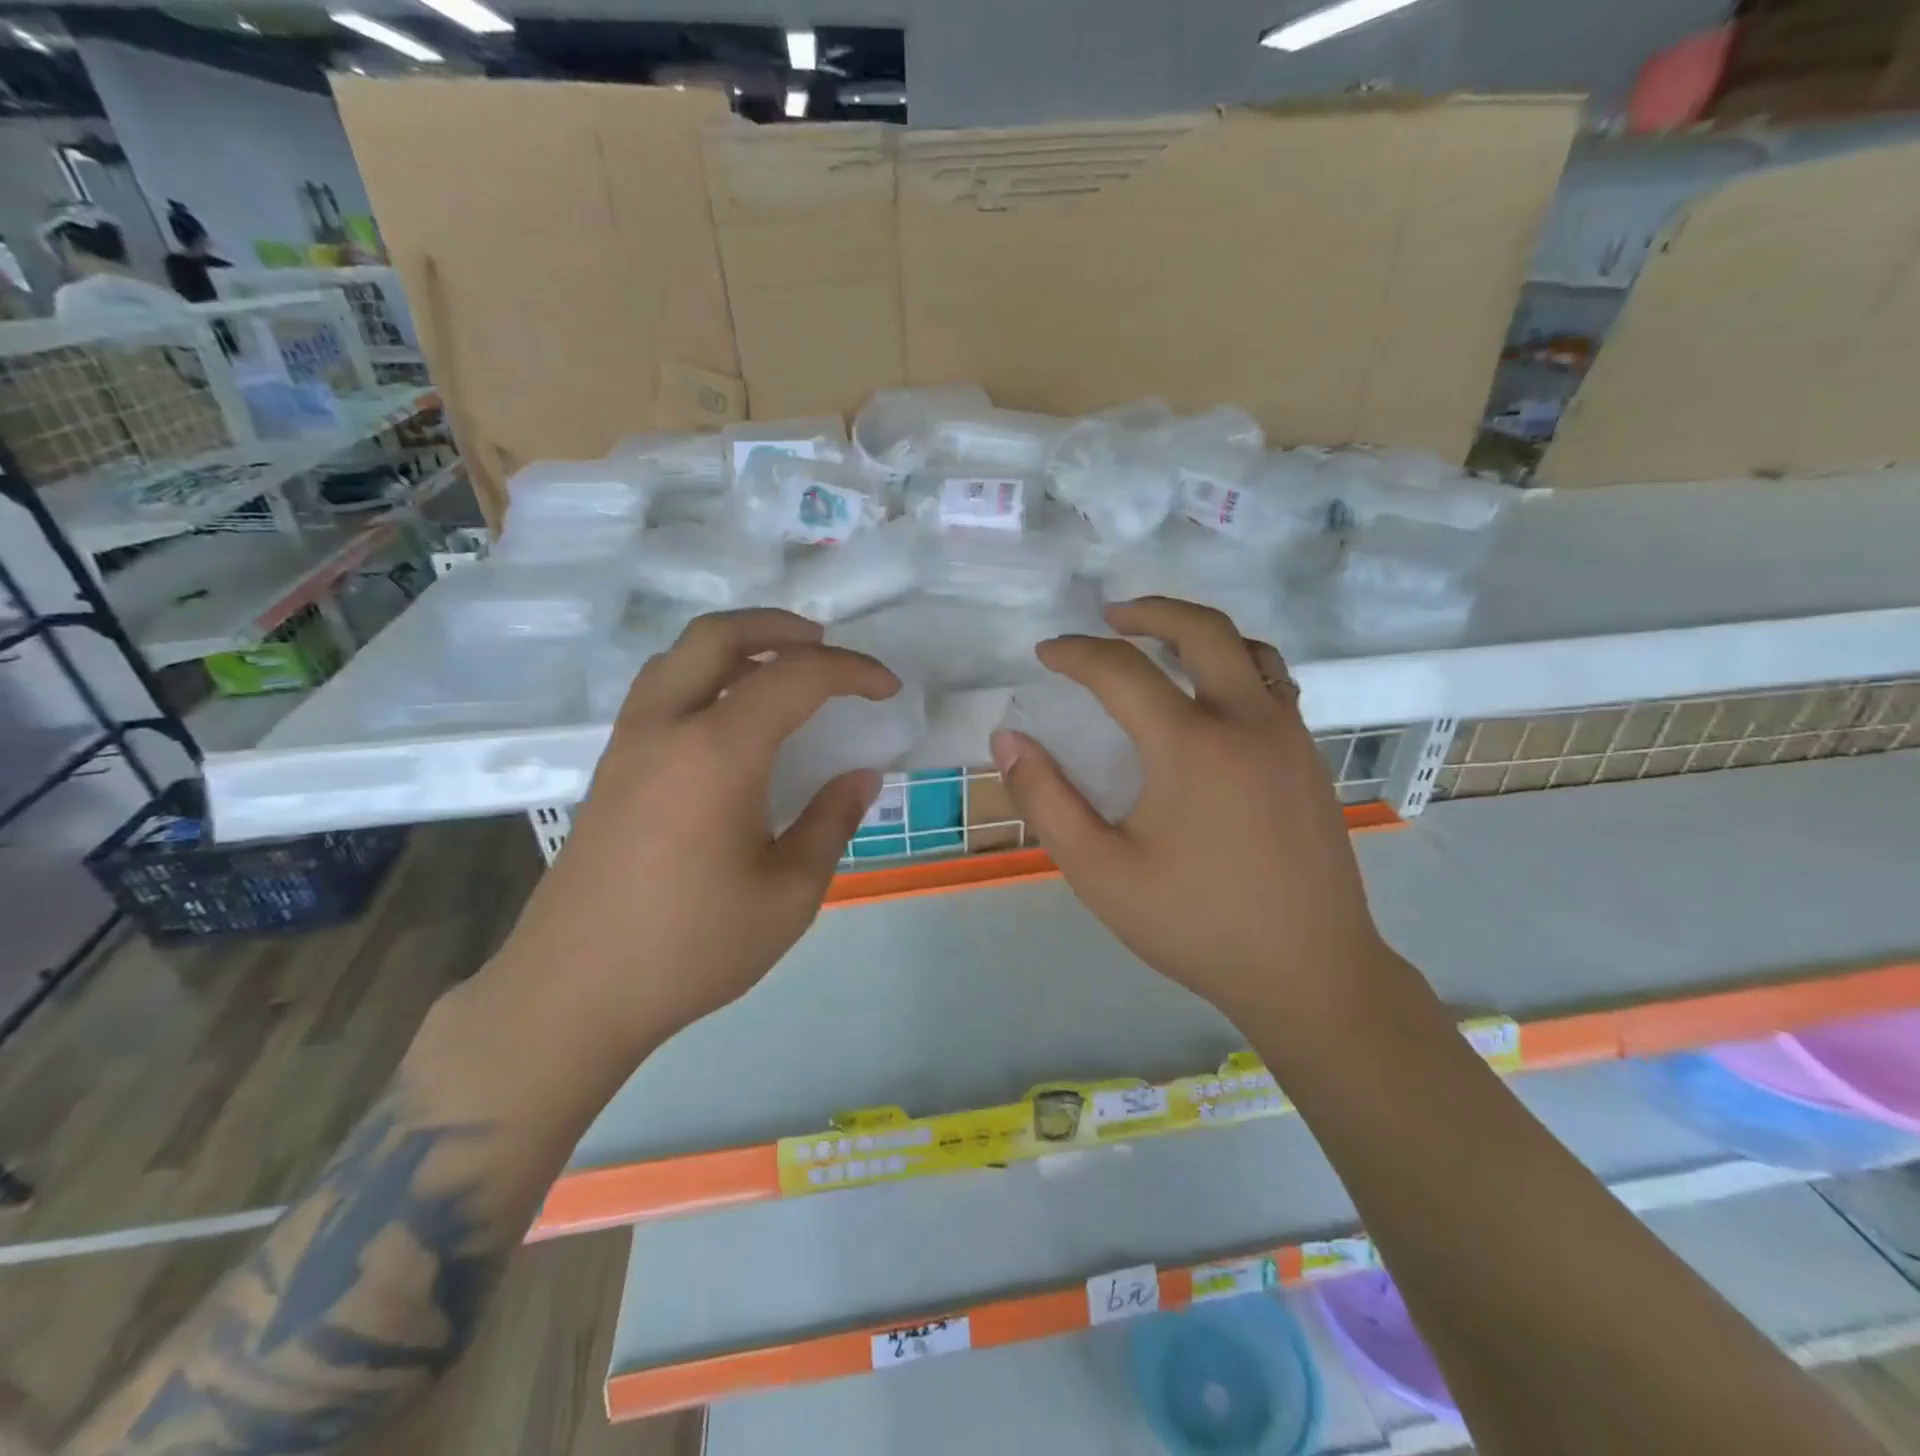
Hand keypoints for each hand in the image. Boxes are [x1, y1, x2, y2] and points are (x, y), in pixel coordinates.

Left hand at [496, 609, 896, 1052]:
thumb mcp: (788, 894)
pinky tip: (729, 715)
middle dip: (781, 627)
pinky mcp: (610, 768)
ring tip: (780, 666)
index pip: (794, 677)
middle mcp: (666, 727)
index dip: (851, 671)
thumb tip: (861, 776)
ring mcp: (629, 743)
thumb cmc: (692, 947)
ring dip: (736, 644)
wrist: (573, 992)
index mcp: (717, 752)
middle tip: (827, 645)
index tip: (888, 688)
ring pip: (680, 655)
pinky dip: (704, 673)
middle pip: (719, 635)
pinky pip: (660, 688)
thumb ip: (830, 822)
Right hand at [989, 597, 1386, 1021]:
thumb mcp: (1100, 871)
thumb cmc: (1196, 924)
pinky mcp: (1311, 759)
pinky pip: (1274, 684)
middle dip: (1149, 611)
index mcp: (1192, 745)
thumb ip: (1046, 800)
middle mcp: (1248, 722)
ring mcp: (1290, 737)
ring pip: (1251, 649)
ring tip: (1162, 643)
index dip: (1077, 653)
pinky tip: (1213, 698)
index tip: (1047, 653)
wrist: (1309, 972)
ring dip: (1200, 633)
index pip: (1122, 670)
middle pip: (1202, 630)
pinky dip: (1236, 665)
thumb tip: (1007, 740)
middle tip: (1110, 617)